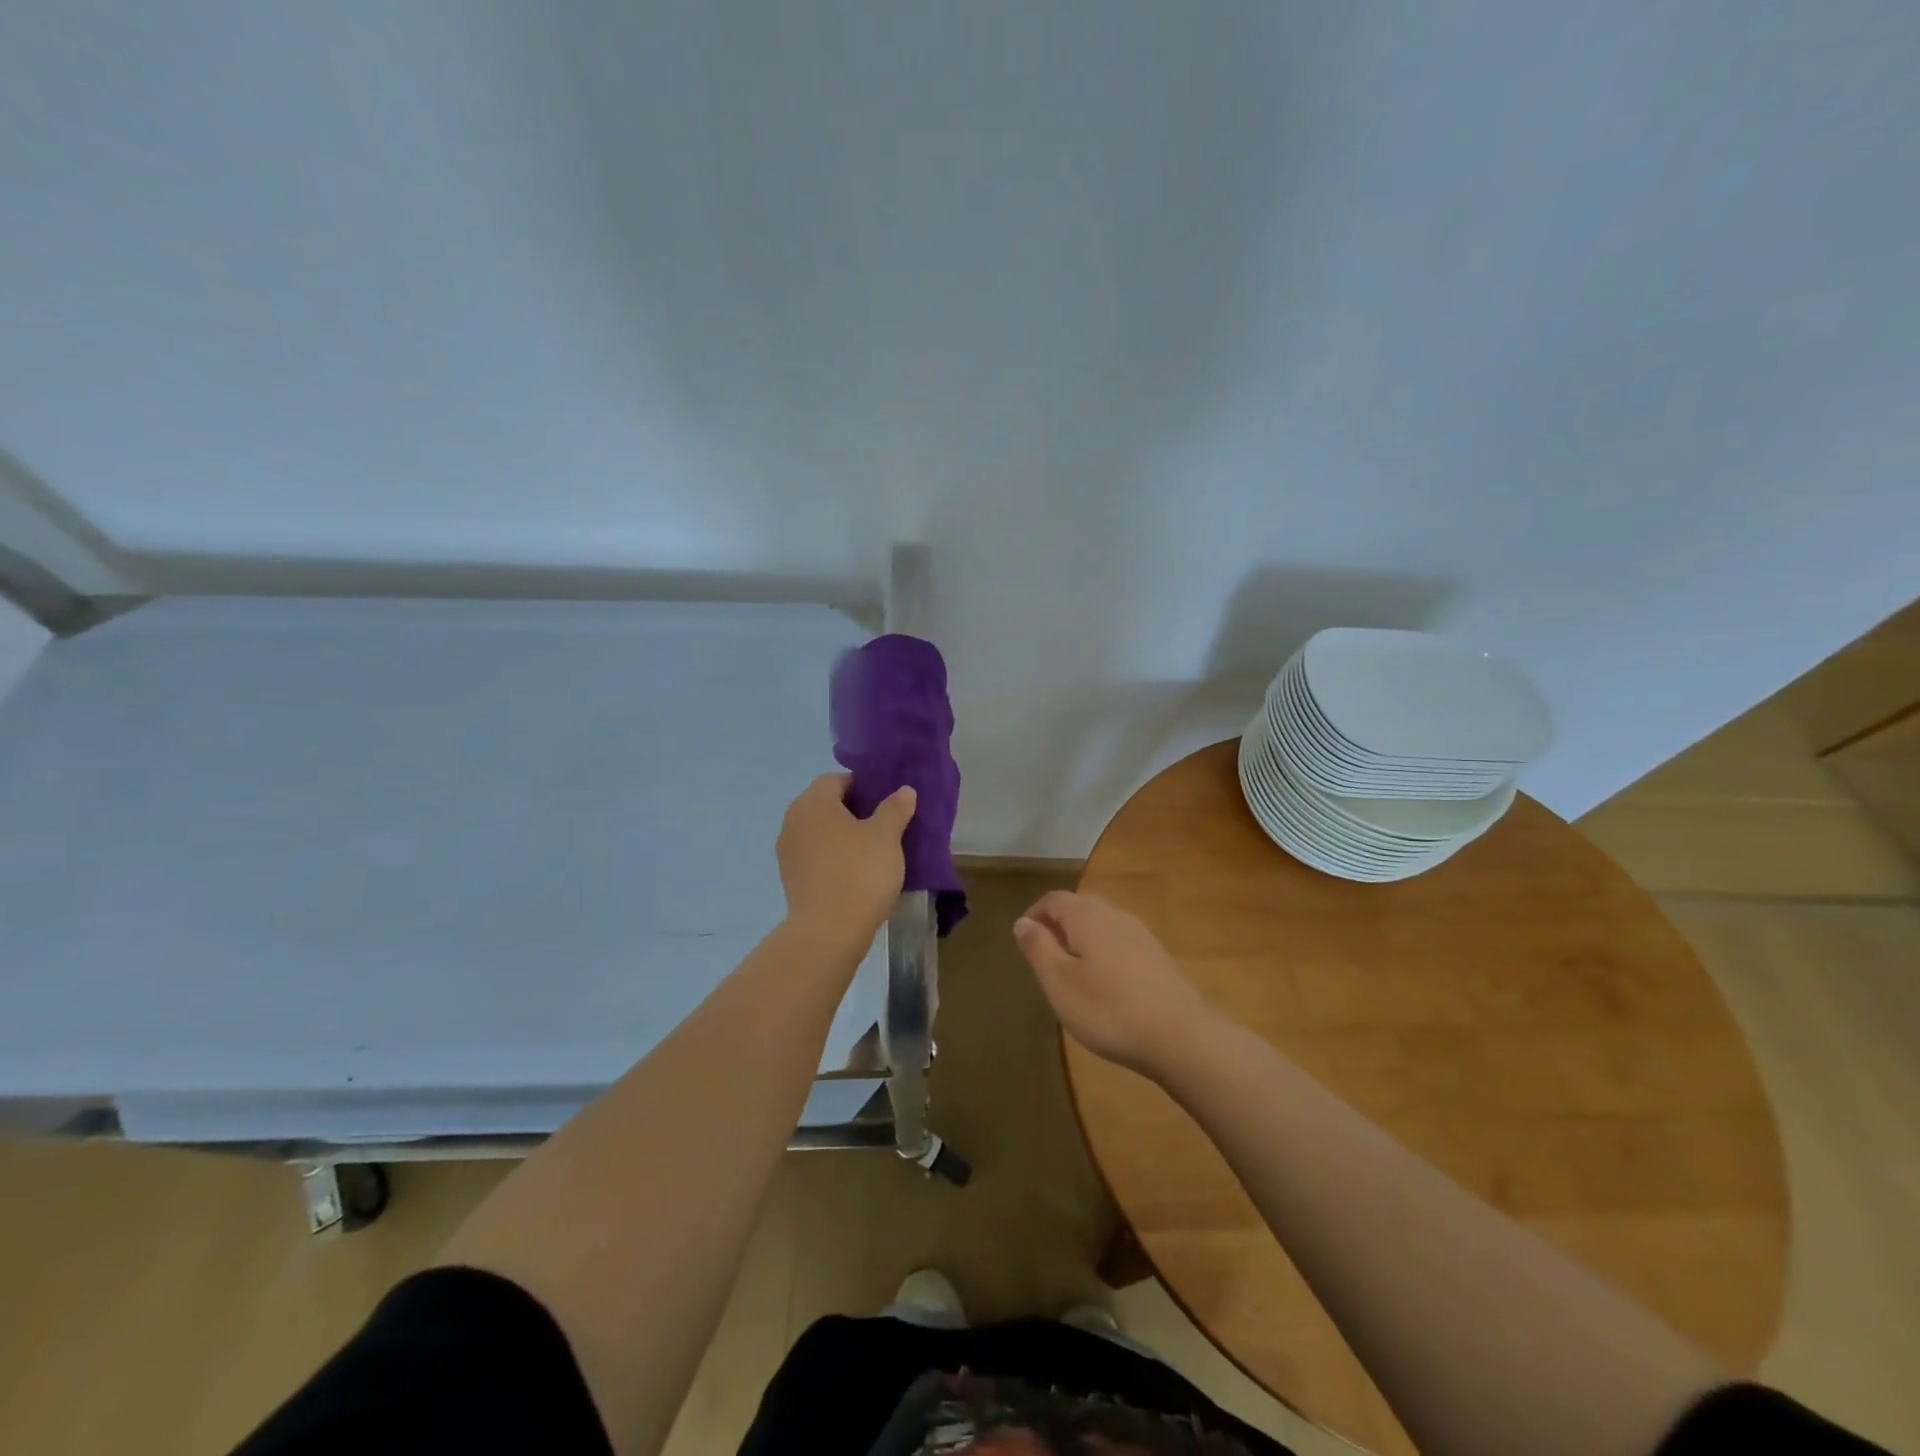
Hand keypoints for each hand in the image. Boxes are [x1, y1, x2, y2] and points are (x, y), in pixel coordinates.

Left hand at [777, 773, 915, 953]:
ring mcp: (788, 851)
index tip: (885, 802)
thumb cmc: (859, 872)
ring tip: (871, 851)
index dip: (862, 786)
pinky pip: (815, 856)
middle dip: (852, 811)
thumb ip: (895, 808)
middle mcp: (793, 820)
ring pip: (819, 832)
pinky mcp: (790, 878)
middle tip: (883, 825)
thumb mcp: (886, 836)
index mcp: (813, 802)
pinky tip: (855, 873)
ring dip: (841, 836)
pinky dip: (832, 858)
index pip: (836, 780)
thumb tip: (903, 791)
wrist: (829, 931)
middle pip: (825, 805)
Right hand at [1014, 891, 1218, 1076]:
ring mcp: (1141, 935)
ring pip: (1101, 924)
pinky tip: (1104, 983)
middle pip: (1080, 906)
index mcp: (1088, 916)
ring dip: (1081, 938)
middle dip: (1058, 923)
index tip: (1023, 939)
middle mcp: (1115, 915)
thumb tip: (1023, 921)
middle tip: (1043, 954)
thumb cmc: (1109, 1009)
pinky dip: (1103, 952)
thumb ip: (1038, 947)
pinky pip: (1120, 942)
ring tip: (1070, 970)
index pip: (1054, 899)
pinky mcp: (1158, 957)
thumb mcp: (1059, 982)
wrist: (1182, 1037)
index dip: (1034, 914)